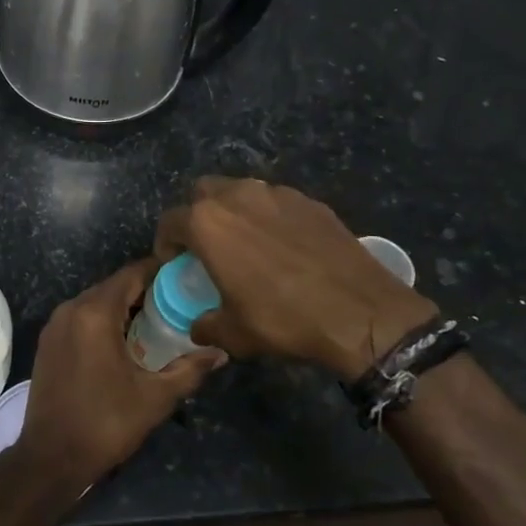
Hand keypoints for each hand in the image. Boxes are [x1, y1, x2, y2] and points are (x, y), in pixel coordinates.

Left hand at [16, 259, 226, 495]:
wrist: (51, 458)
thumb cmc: (106, 423)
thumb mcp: (155, 397)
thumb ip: (190, 369)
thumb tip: (221, 352)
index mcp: (95, 313)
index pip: (132, 274)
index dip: (160, 272)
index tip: (186, 278)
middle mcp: (71, 309)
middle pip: (114, 286)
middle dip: (145, 291)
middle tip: (178, 303)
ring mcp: (55, 325)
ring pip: (96, 302)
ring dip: (124, 307)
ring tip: (157, 321)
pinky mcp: (48, 342)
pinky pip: (81, 318)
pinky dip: (104, 321)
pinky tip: (125, 340)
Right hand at [155, 177, 440, 380]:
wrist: (359, 311)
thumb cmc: (283, 319)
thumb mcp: (234, 334)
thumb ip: (207, 325)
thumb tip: (199, 327)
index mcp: (208, 223)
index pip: (170, 221)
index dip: (167, 243)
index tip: (174, 262)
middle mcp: (238, 196)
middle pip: (203, 192)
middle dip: (198, 214)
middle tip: (207, 246)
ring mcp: (277, 193)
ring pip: (241, 190)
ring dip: (234, 211)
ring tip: (246, 243)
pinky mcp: (309, 201)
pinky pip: (276, 201)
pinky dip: (270, 217)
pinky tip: (284, 246)